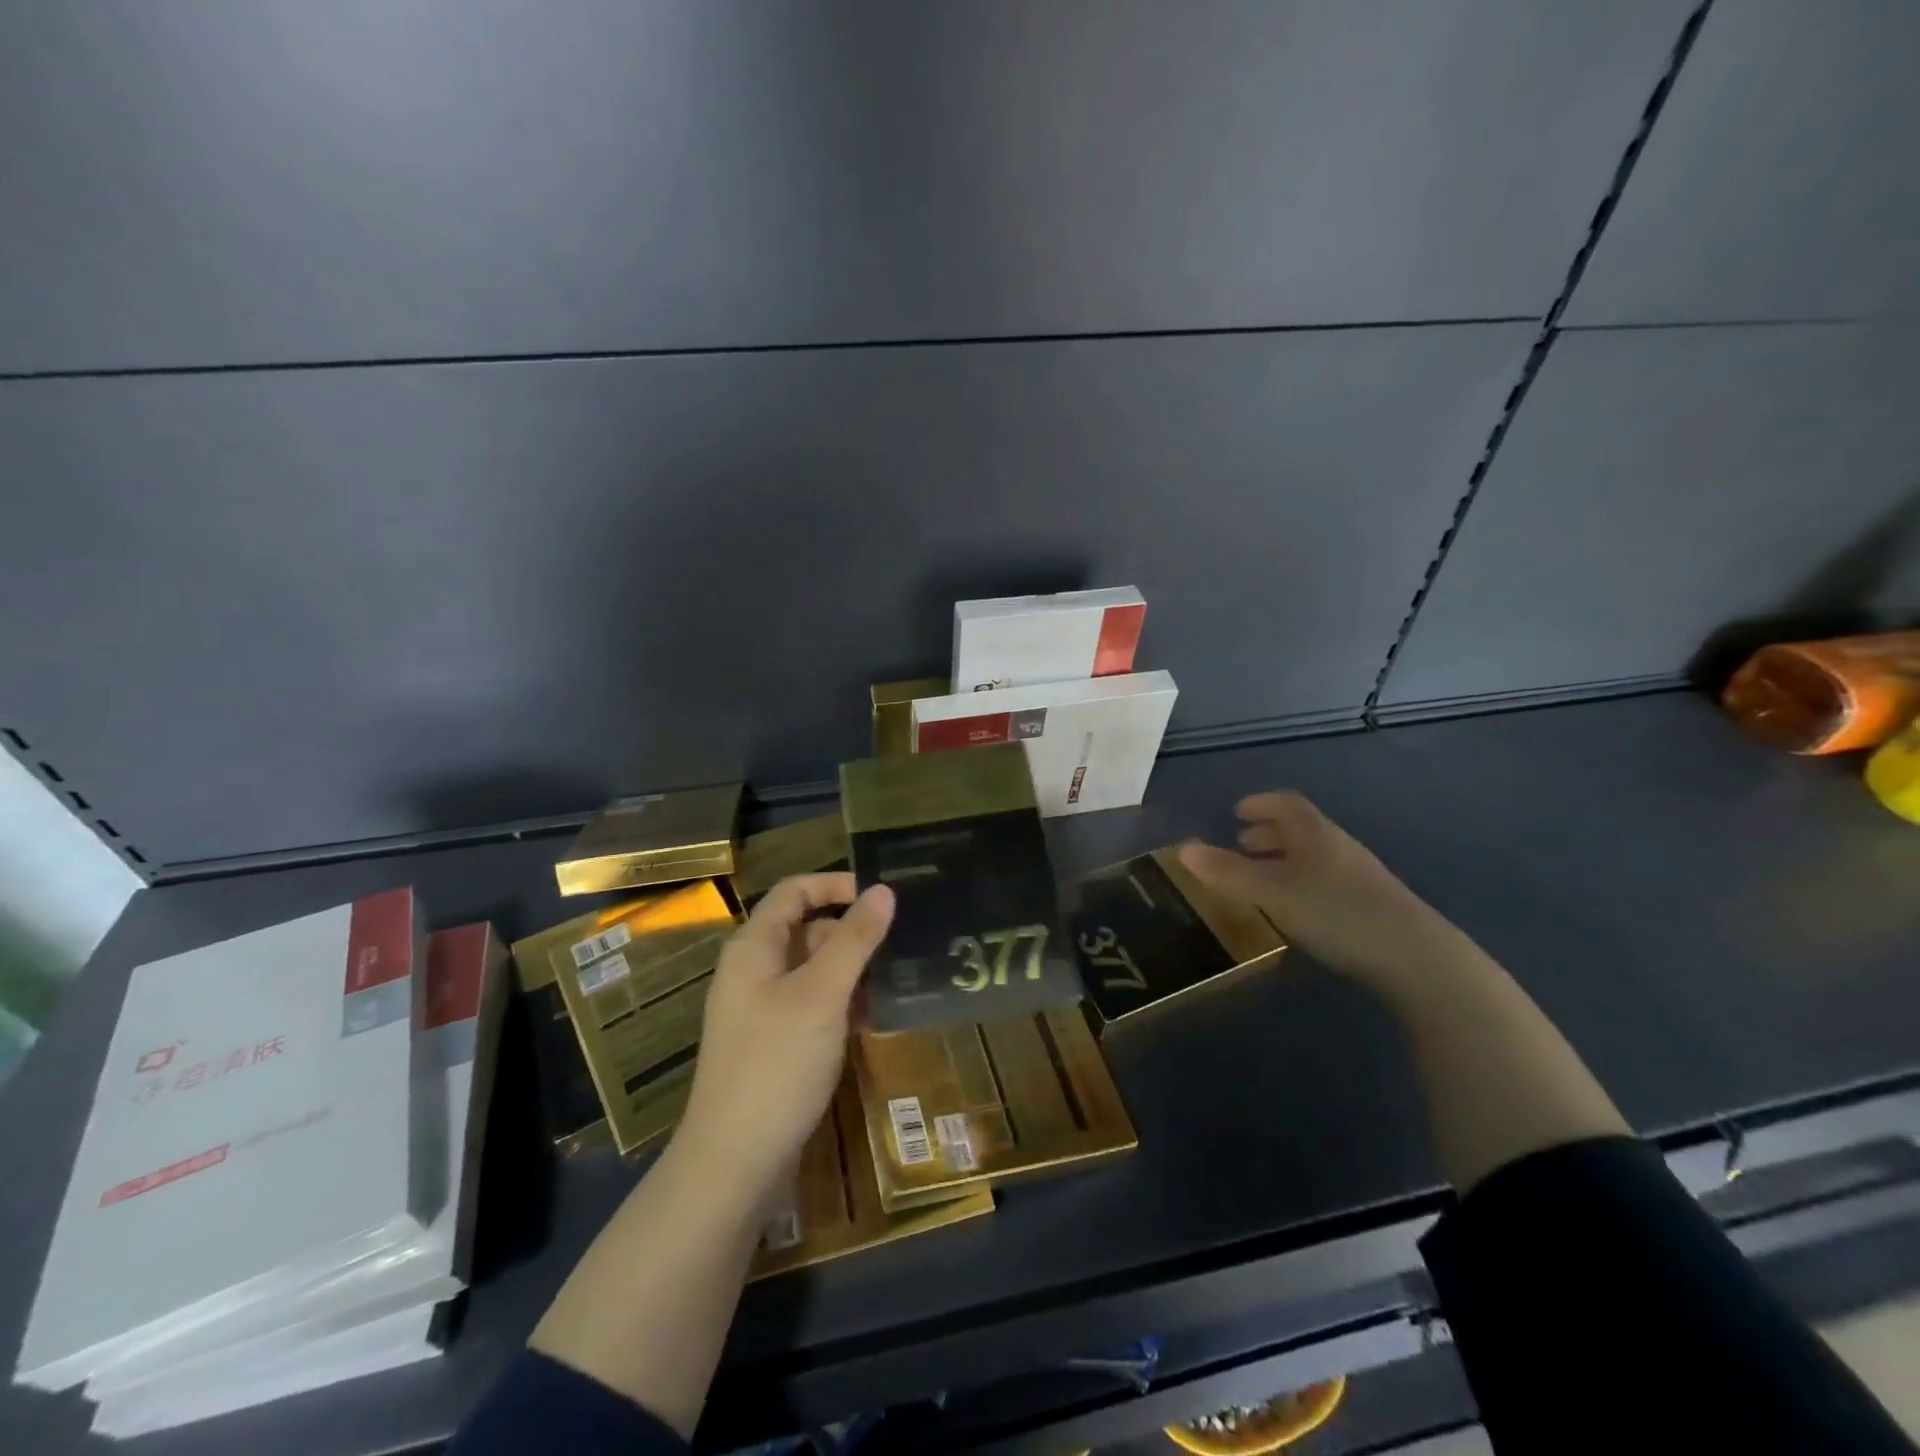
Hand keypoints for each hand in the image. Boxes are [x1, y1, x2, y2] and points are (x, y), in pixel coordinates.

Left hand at [676, 873, 894, 1205]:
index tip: (882, 896)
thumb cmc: (776, 1063)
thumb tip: (884, 890)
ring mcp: (763, 1008)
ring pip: (815, 970)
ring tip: (896, 982)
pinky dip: (842, 1003)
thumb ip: (854, 939)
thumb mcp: (822, 994)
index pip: (795, 891)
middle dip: (852, 933)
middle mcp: (755, 970)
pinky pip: (814, 1005)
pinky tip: (873, 1020)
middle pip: (807, 929)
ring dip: (853, 971)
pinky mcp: (775, 1042)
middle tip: (901, 944)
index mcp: (755, 947)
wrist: (734, 1162)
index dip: (836, 884)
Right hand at [1179, 791, 1464, 988]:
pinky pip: (1326, 882)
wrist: (1416, 958)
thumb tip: (1182, 849)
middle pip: (1302, 829)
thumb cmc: (1336, 912)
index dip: (1261, 803)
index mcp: (1316, 833)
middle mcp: (1339, 847)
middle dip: (1269, 834)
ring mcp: (1360, 878)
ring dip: (1285, 861)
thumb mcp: (1271, 892)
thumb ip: (1227, 872)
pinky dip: (1301, 884)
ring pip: (1314, 857)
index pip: (1287, 804)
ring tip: (1261, 880)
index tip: (1237, 812)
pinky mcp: (1372, 908)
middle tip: (1241, 845)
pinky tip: (1294, 910)